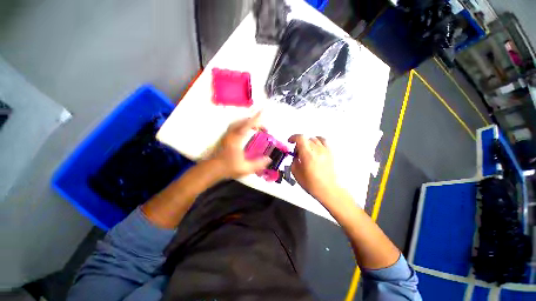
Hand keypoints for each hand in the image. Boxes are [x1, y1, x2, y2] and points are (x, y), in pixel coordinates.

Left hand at [209, 112, 270, 178]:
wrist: (212, 169)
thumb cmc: (228, 168)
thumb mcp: (245, 168)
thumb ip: (258, 164)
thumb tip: (268, 159)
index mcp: (236, 140)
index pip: (247, 125)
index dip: (256, 118)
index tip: (263, 112)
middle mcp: (231, 134)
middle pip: (243, 121)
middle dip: (254, 121)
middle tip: (263, 127)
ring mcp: (227, 135)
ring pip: (238, 123)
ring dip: (248, 122)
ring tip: (256, 127)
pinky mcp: (226, 137)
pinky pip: (235, 126)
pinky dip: (242, 125)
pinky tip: (246, 131)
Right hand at [288, 134, 340, 202]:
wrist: (329, 190)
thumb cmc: (312, 184)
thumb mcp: (296, 174)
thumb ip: (294, 162)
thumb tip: (296, 156)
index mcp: (308, 155)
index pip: (300, 138)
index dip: (293, 137)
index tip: (290, 142)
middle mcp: (317, 150)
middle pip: (306, 139)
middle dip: (299, 143)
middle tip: (297, 152)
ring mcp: (325, 150)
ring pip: (314, 139)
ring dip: (307, 142)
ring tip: (306, 150)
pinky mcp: (330, 153)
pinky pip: (324, 141)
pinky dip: (317, 141)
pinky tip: (315, 147)